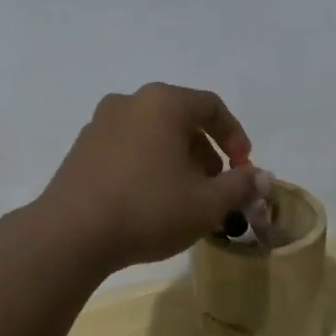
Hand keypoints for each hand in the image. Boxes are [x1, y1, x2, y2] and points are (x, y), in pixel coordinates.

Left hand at [38, 84, 261, 272]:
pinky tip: (149, 199)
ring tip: (184, 197)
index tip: (244, 168)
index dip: (235, 136)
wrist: (71, 233)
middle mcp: (130, 102)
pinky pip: (126, 146)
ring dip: (176, 159)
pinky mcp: (81, 148)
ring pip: (152, 133)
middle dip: (205, 151)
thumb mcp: (206, 204)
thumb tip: (264, 178)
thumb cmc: (148, 209)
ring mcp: (100, 122)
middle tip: (216, 187)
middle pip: (180, 118)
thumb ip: (240, 186)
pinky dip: (147, 163)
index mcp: (163, 103)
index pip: (211, 106)